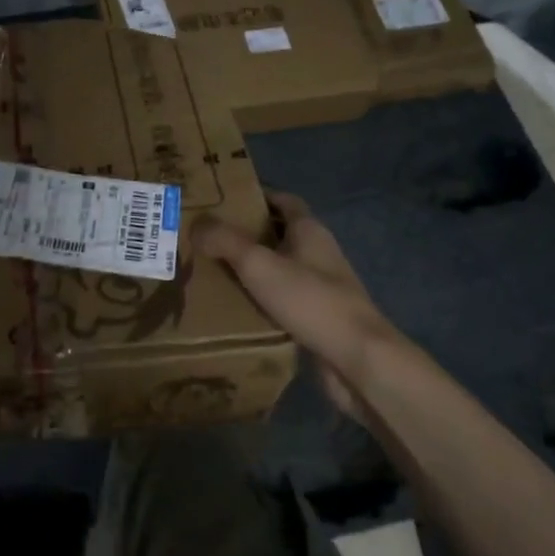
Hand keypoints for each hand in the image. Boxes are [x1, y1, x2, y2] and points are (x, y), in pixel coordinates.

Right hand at [194, 190, 408, 416]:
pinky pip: (284, 298)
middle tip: (208, 237)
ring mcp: (322, 286)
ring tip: (214, 271)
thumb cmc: (310, 300)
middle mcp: (318, 253)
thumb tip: (196, 224)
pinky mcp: (319, 316)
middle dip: (246, 233)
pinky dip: (262, 298)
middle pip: (279, 233)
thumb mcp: (259, 264)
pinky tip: (237, 307)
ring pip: (281, 267)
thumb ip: (225, 241)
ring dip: (253, 268)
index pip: (283, 200)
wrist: (357, 359)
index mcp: (309, 230)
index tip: (222, 201)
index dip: (256, 196)